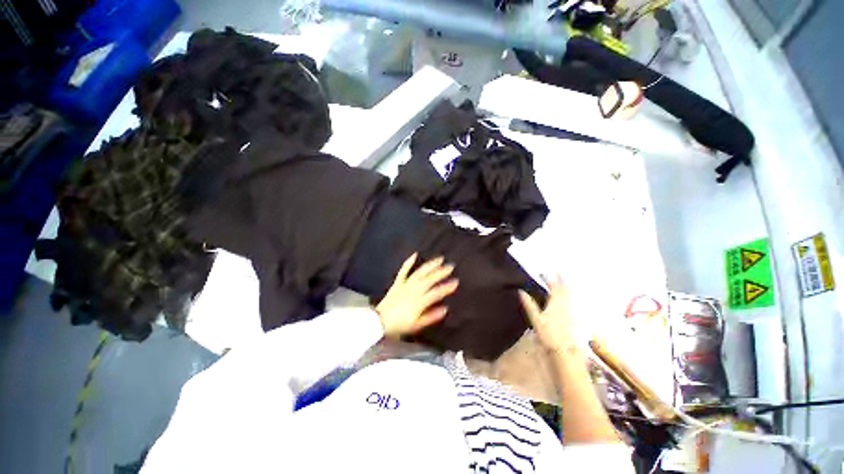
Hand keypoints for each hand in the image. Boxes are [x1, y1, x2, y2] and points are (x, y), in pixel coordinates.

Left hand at [376, 254, 458, 337]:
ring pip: (420, 273)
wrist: (380, 321)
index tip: (456, 282)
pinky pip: (403, 271)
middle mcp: (414, 291)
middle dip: (441, 272)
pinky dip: (409, 262)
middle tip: (451, 266)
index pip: (436, 293)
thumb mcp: (417, 325)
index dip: (446, 287)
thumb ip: (431, 316)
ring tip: (439, 259)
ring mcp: (405, 285)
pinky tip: (415, 254)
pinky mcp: (398, 282)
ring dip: (430, 265)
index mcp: (419, 302)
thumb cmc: (400, 325)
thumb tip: (445, 309)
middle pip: (429, 280)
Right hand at [519, 276, 578, 354]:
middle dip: (561, 280)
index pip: (555, 287)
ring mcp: (571, 312)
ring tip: (563, 282)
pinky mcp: (573, 319)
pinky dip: (568, 298)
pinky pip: (571, 303)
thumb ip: (529, 304)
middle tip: (558, 273)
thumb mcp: (535, 319)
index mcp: (555, 303)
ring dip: (566, 287)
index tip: (551, 269)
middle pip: (565, 290)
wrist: (564, 351)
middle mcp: (565, 306)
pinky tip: (567, 300)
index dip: (553, 277)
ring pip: (569, 296)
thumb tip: (521, 291)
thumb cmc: (548, 335)